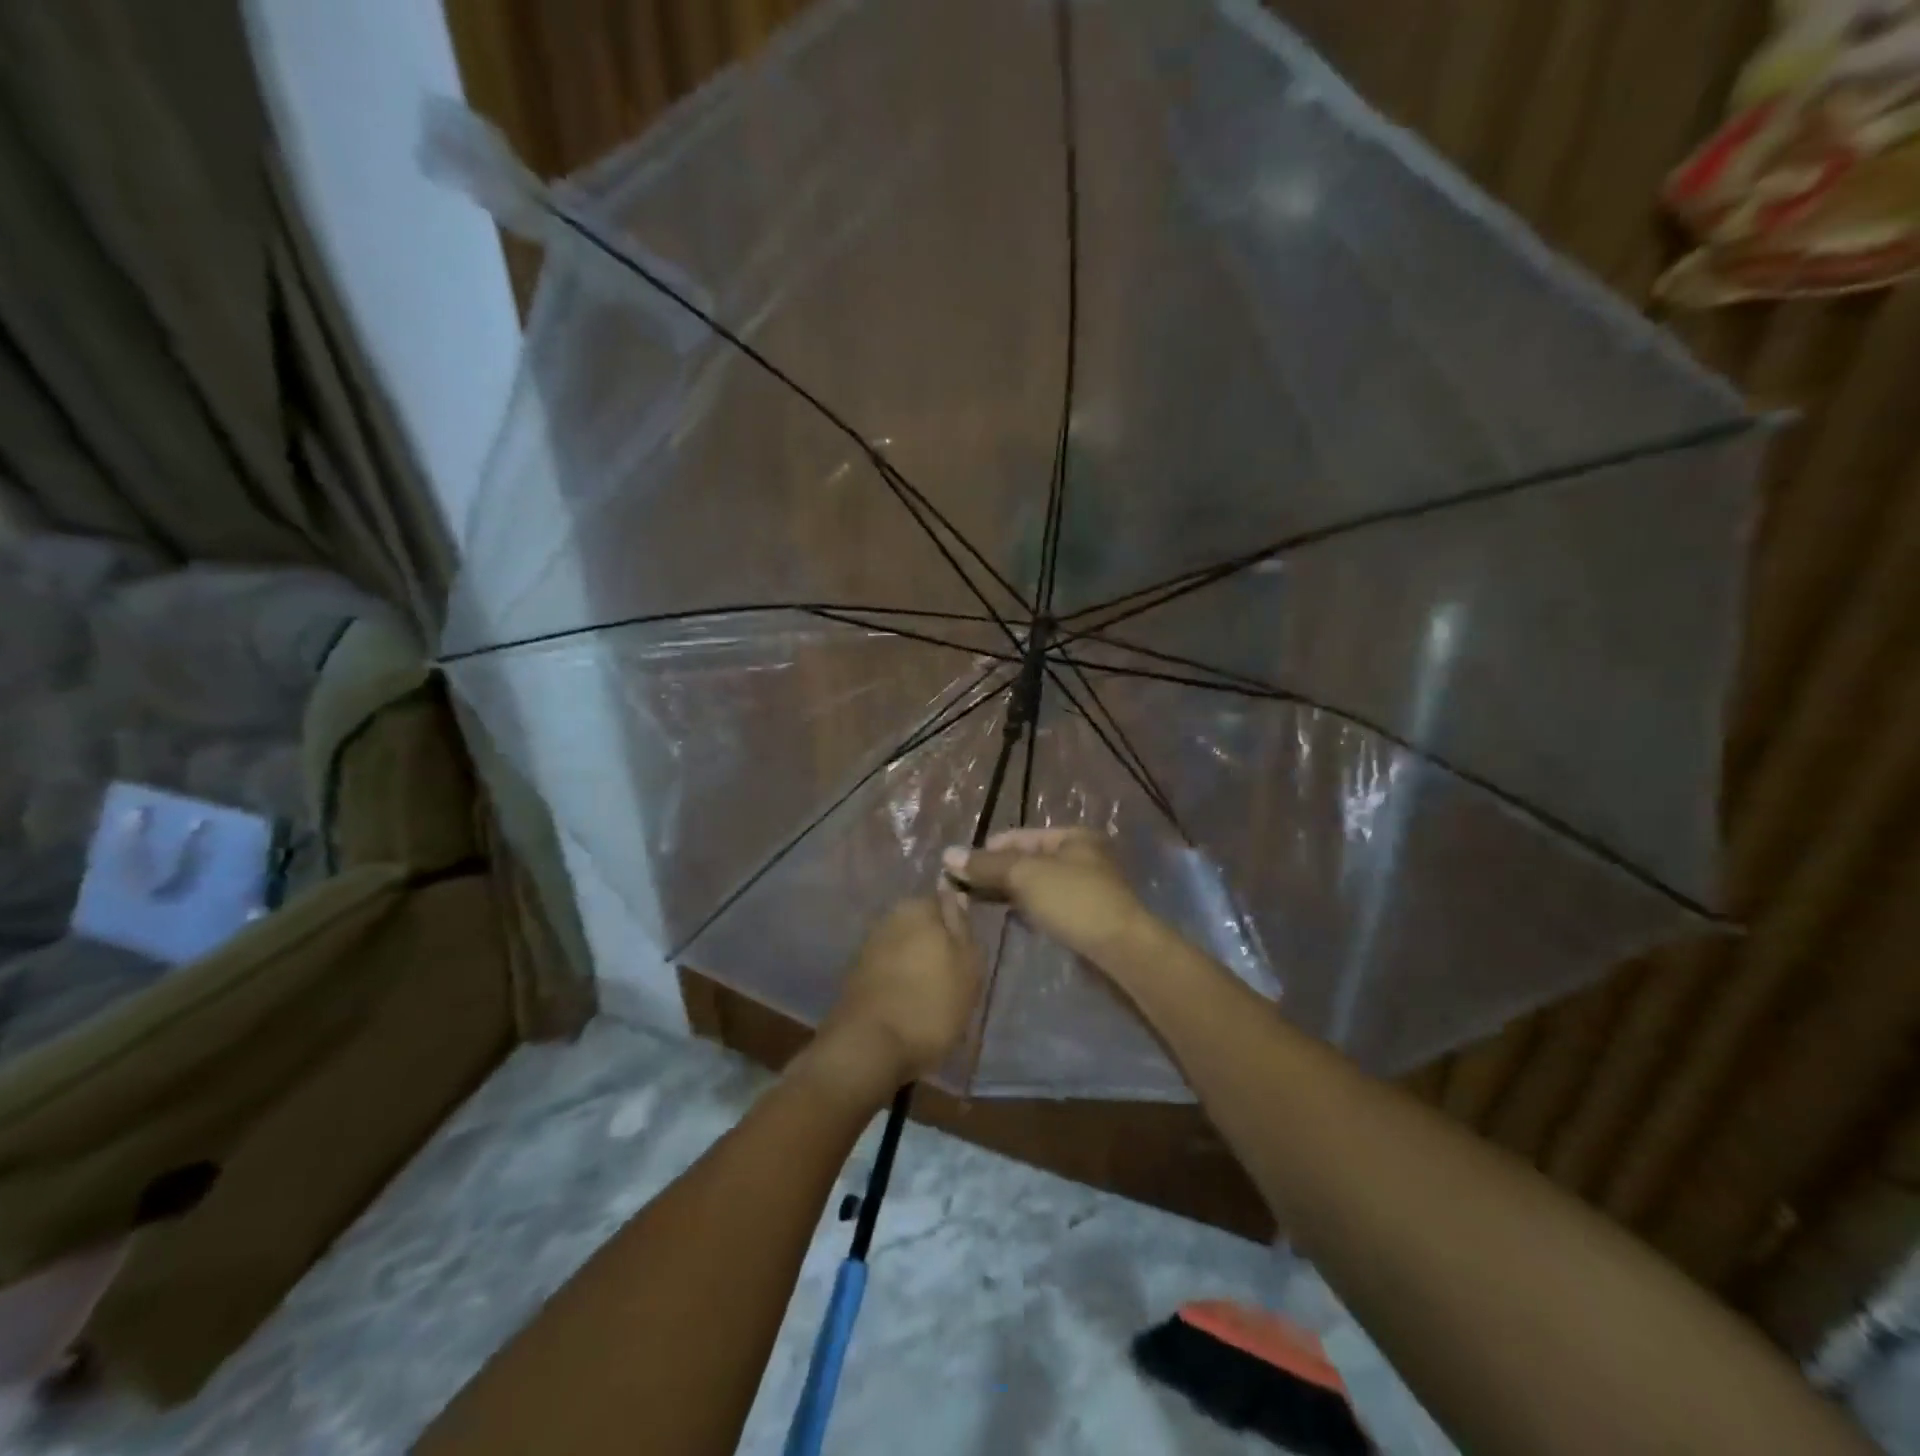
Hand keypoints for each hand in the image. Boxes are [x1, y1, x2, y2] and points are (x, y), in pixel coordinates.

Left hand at [815, 886, 981, 1091]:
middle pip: (923, 927)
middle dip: (936, 947)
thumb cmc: (930, 1004)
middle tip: (955, 981)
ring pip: (905, 951)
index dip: (959, 927)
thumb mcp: (968, 965)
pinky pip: (888, 973)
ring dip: (918, 968)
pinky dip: (899, 986)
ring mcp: (868, 947)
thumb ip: (963, 927)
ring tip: (934, 1001)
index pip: (945, 902)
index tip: (969, 955)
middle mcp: (888, 918)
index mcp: (917, 907)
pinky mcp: (854, 977)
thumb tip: (955, 896)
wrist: (868, 1048)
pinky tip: (910, 1009)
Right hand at [943, 827, 1149, 964]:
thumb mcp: (1026, 875)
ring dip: (1009, 892)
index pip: (1021, 836)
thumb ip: (987, 865)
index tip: (959, 867)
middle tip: (963, 887)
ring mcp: (1086, 888)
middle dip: (997, 872)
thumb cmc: (1074, 900)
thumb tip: (948, 854)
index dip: (989, 849)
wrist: (1121, 949)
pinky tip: (1009, 918)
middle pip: (1029, 860)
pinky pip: (1047, 905)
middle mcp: (1082, 857)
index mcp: (1073, 837)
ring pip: (1037, 884)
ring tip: (978, 903)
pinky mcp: (1085, 916)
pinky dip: (1026, 908)